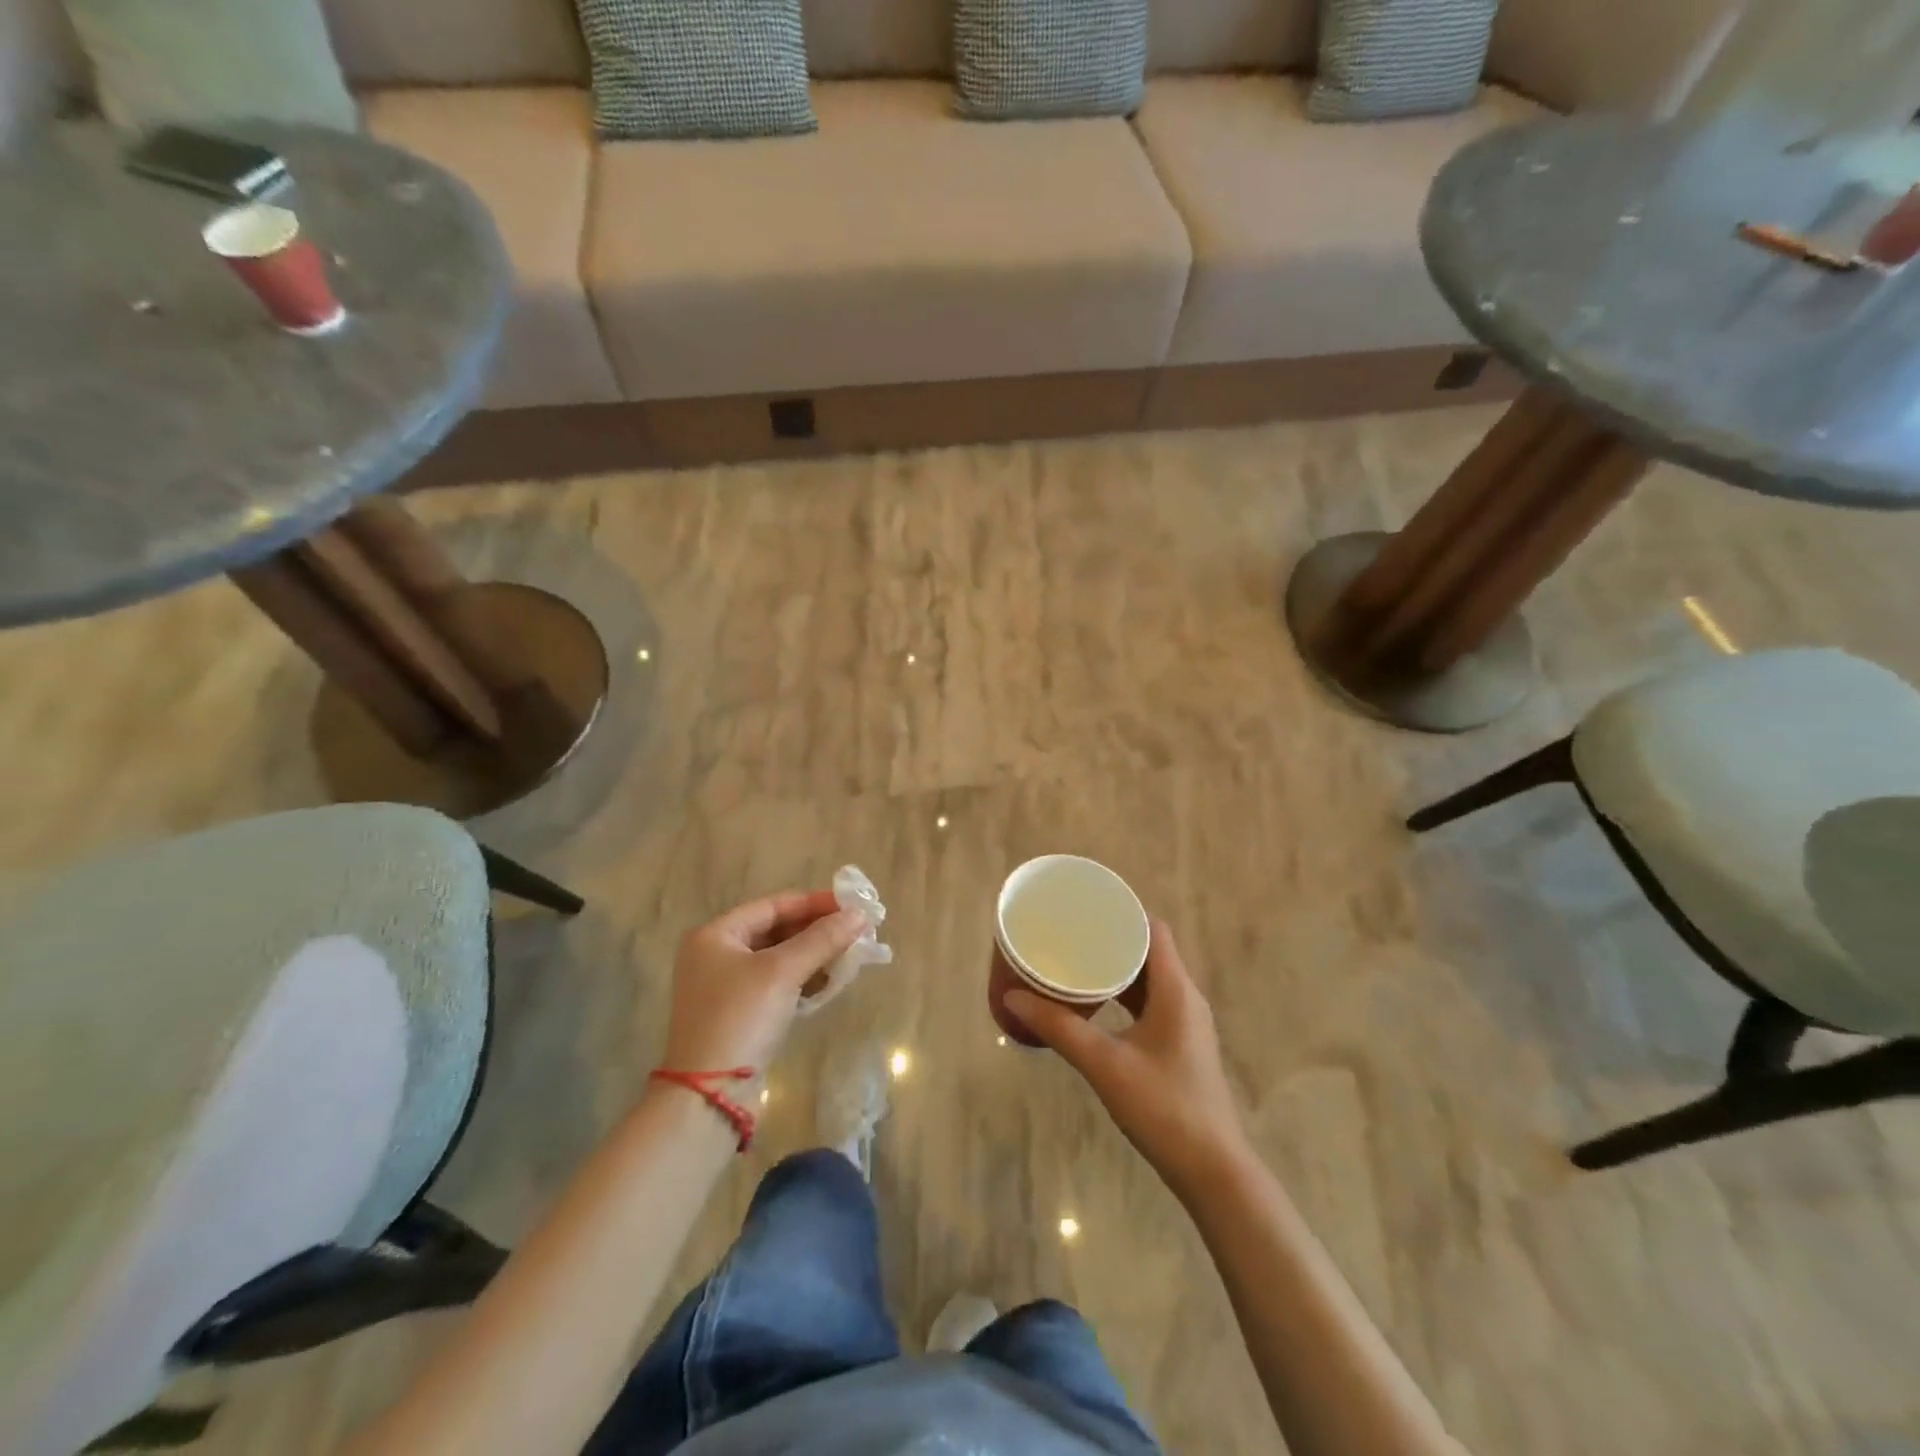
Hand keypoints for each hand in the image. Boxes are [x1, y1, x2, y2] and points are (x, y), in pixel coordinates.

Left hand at [660, 891, 865, 1074]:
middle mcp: (716, 955)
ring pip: (780, 959)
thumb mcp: (783, 972)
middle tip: (857, 931)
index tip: (852, 906)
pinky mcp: (739, 1014)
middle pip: (777, 931)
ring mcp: (726, 987)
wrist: (710, 1095)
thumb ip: (822, 939)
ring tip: (851, 956)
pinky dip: (803, 980)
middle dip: (818, 931)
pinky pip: (778, 984)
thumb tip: (859, 915)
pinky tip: (830, 983)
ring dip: (815, 956)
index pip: (773, 906)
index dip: (814, 903)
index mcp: (716, 935)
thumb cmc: (741, 1018)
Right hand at [1005, 921, 1250, 1199]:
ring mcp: (1186, 1022)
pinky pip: (1151, 1003)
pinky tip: (1096, 1005)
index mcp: (1176, 990)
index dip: (1122, 914)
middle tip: (1070, 935)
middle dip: (1111, 940)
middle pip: (1149, 952)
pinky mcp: (1181, 1044)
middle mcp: (1186, 997)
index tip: (1085, 909)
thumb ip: (1059, 1028)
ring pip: (1149, 979)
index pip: (1153, 930)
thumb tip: (1014, 997)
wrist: (1212, 1171)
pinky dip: (1124, 995)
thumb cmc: (1163, 1108)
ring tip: (1076, 963)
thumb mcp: (1105, 1064)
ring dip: (1117, 969)